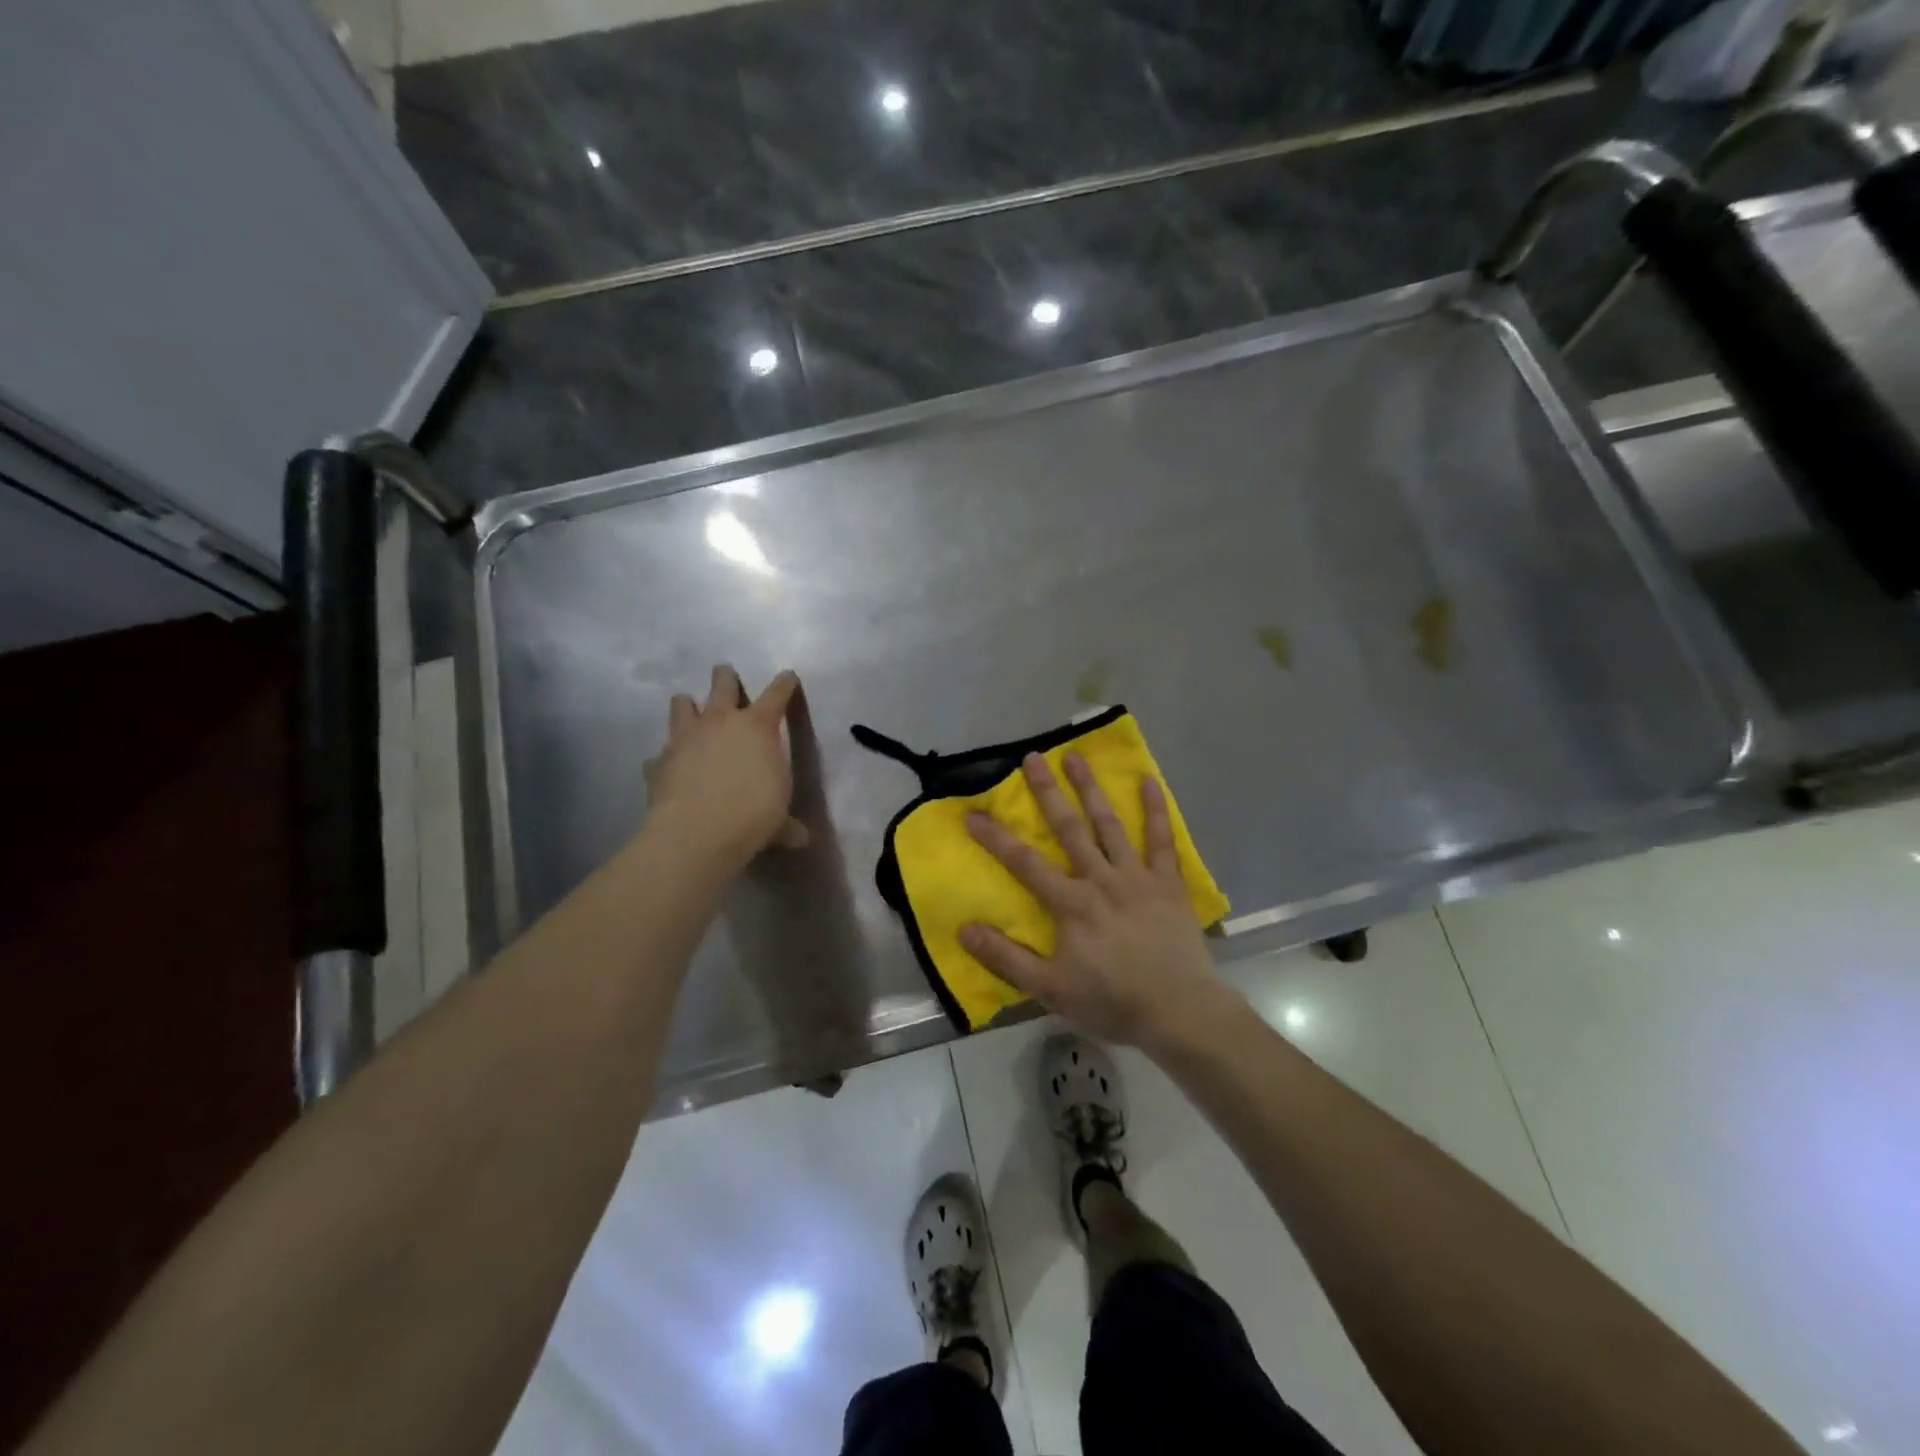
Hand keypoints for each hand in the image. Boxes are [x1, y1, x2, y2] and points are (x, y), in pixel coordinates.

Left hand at [643, 665, 809, 869]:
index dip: (785, 684)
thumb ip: (787, 824)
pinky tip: (669, 768)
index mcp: (758, 727)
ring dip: (687, 705)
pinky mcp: (659, 760)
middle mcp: (720, 722)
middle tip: (725, 675)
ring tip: (690, 710)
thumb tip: (801, 838)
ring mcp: (685, 737)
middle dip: (725, 677)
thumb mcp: (778, 820)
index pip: (777, 695)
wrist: (696, 832)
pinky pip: (661, 752)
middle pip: (722, 683)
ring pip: (682, 704)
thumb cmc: (752, 816)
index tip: (788, 676)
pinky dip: (666, 758)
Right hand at [960, 753, 1228, 1049]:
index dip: (996, 837)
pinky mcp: (1168, 883)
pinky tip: (1149, 782)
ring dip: (1091, 789)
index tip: (973, 812)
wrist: (1179, 1011)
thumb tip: (965, 929)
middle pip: (1069, 829)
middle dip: (1048, 792)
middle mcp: (1101, 879)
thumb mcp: (1050, 989)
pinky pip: (1161, 840)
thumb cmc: (1111, 1001)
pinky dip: (1155, 811)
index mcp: (1071, 903)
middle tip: (1033, 757)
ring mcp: (1137, 877)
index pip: (1025, 863)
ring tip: (1076, 757)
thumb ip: (1006, 959)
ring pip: (1109, 824)